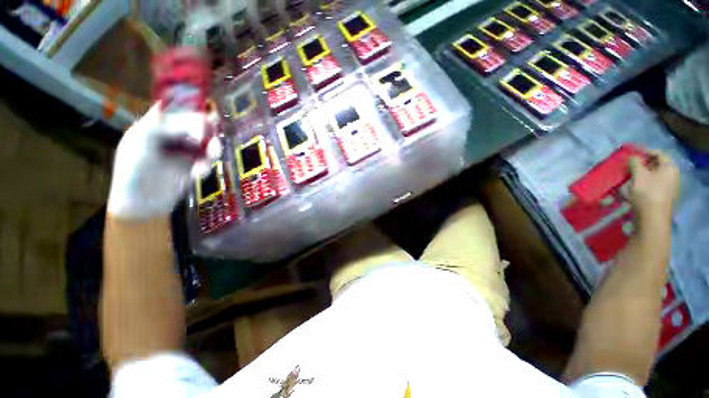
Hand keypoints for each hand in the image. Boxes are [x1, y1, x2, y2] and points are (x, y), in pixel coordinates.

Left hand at [107, 104, 221, 219]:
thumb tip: (183, 112)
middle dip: (206, 135)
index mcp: (154, 127)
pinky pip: (206, 161)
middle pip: (196, 128)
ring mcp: (182, 153)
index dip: (193, 115)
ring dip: (211, 151)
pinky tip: (200, 174)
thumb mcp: (141, 142)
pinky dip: (206, 166)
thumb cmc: (133, 171)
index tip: (207, 122)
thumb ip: (161, 125)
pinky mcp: (191, 167)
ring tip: (210, 160)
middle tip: (212, 146)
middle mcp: (170, 137)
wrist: (141, 205)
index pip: (178, 113)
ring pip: (205, 144)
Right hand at [628, 149, 679, 222]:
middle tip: (627, 167)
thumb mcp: (639, 175)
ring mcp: (667, 188)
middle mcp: (671, 176)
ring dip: (639, 176)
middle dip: (640, 166)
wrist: (652, 218)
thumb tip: (632, 156)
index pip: (658, 154)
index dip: (644, 152)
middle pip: (655, 166)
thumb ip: (635, 163)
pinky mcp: (661, 197)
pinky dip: (641, 185)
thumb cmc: (647, 192)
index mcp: (669, 167)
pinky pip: (651, 186)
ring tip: (627, 179)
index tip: (631, 154)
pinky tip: (632, 189)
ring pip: (652, 177)